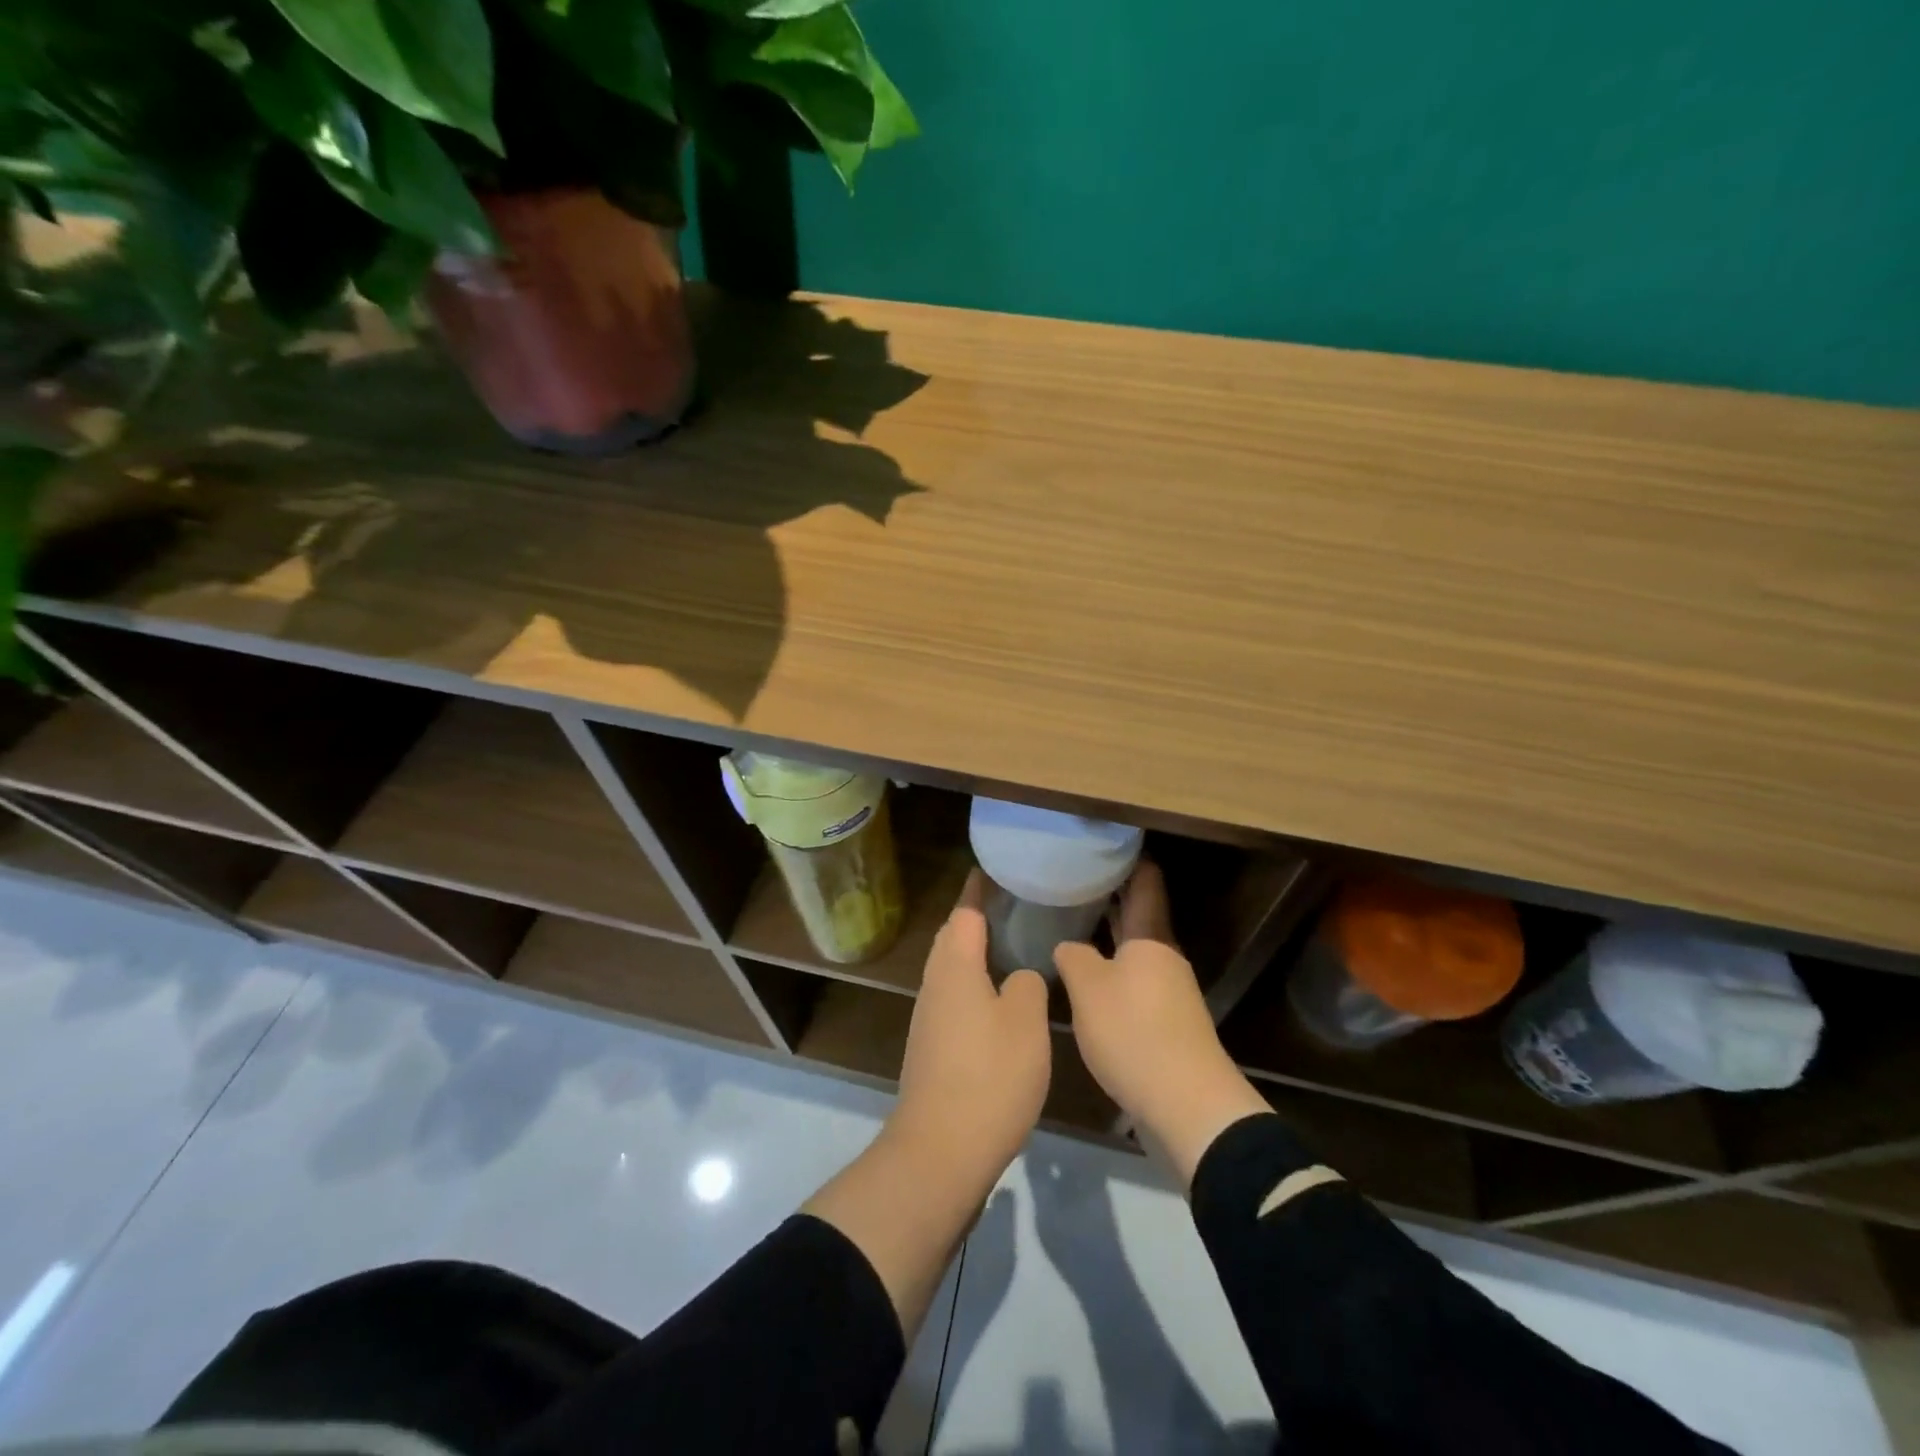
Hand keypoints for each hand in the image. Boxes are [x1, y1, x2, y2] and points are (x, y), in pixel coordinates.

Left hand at [892, 871, 1051, 1174]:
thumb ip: (1026, 985)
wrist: (941, 1151)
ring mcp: (929, 1018)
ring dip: (975, 953)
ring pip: (951, 970)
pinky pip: (954, 998)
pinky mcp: (931, 1048)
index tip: (994, 870)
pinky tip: (999, 999)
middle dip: (976, 918)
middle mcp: (935, 985)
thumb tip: (1017, 977)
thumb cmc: (989, 1076)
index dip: (979, 890)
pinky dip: (974, 984)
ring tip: (1010, 946)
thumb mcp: (1026, 1023)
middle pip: (953, 938)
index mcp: (955, 968)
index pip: (966, 913)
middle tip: (1012, 907)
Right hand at [1054, 861, 1270, 1184]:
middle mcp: (1164, 957)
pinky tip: (1086, 979)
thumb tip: (1068, 945)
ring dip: (1108, 936)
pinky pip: (1135, 981)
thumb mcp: (1089, 989)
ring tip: (1071, 924)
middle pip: (1140, 915)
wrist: (1187, 1106)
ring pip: (1135, 950)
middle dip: (1111, 896)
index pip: (1145, 882)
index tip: (1101, 843)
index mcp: (1151, 938)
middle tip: (1073, 879)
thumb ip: (1073, 957)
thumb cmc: (1134, 1032)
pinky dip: (1112, 970)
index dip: (1127, 859)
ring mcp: (1169, 991)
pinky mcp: (1166, 1023)